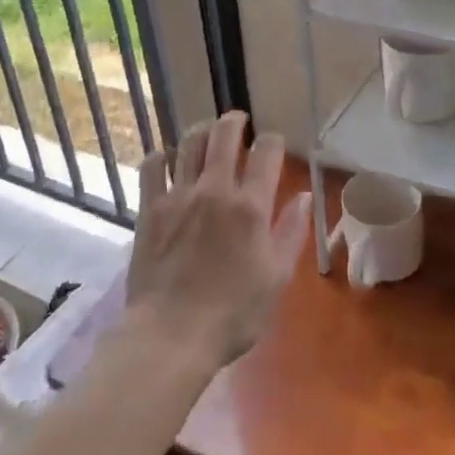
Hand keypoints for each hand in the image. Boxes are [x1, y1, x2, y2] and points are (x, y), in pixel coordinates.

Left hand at [126, 111, 310, 368]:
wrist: (171, 335)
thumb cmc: (233, 314)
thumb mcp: (276, 278)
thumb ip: (291, 232)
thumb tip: (304, 195)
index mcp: (250, 206)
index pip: (266, 152)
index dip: (272, 140)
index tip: (273, 144)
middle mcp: (214, 190)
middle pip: (224, 135)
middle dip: (235, 121)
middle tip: (238, 120)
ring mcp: (178, 196)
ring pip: (189, 144)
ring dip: (201, 132)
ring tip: (206, 133)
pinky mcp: (150, 208)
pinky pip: (152, 167)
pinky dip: (161, 156)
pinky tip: (166, 159)